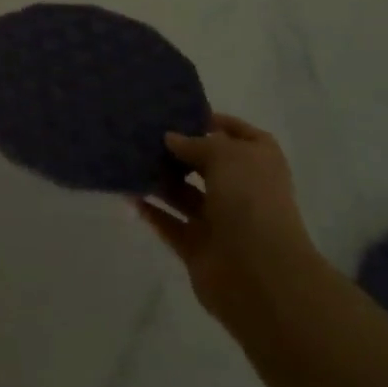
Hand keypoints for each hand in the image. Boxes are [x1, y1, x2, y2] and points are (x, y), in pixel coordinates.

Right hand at [134, 113, 319, 323]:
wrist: (259, 273)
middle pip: (207, 164)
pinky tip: (128, 194)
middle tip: (142, 133)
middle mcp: (242, 190)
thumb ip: (195, 142)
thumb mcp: (224, 154)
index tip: (177, 112)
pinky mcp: (198, 247)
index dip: (211, 121)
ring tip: (128, 160)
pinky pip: (170, 223)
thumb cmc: (249, 200)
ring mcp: (221, 221)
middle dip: (178, 151)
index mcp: (259, 163)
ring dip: (160, 180)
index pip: (237, 134)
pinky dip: (151, 211)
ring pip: (185, 194)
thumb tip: (171, 139)